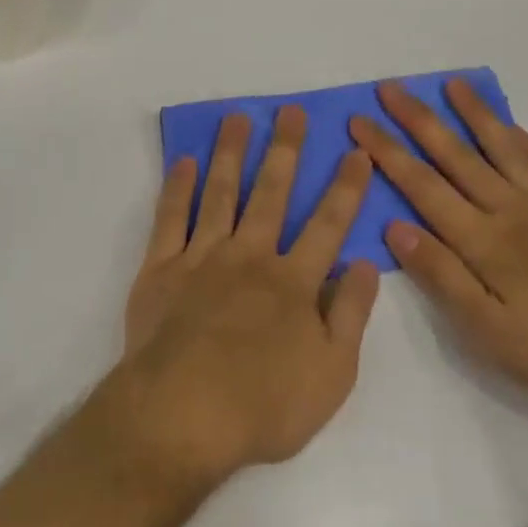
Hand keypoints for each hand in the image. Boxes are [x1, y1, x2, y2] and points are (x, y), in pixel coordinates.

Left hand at [117, 106, 380, 485]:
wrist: (182, 415)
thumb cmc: (264, 405)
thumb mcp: (332, 374)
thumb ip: (351, 314)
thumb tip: (365, 263)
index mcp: (293, 282)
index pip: (328, 225)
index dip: (345, 188)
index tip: (356, 152)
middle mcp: (250, 256)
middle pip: (271, 193)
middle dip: (285, 150)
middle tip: (291, 111)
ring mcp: (202, 257)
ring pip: (221, 193)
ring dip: (231, 153)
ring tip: (237, 117)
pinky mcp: (162, 268)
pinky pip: (170, 218)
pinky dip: (177, 188)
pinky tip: (185, 162)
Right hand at [348, 79, 527, 415]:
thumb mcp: (489, 331)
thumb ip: (441, 275)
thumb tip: (393, 227)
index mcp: (483, 240)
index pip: (422, 186)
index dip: (387, 152)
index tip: (359, 121)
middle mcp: (511, 210)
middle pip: (456, 156)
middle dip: (418, 120)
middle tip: (390, 87)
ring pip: (503, 149)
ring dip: (474, 114)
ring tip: (452, 84)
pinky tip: (515, 128)